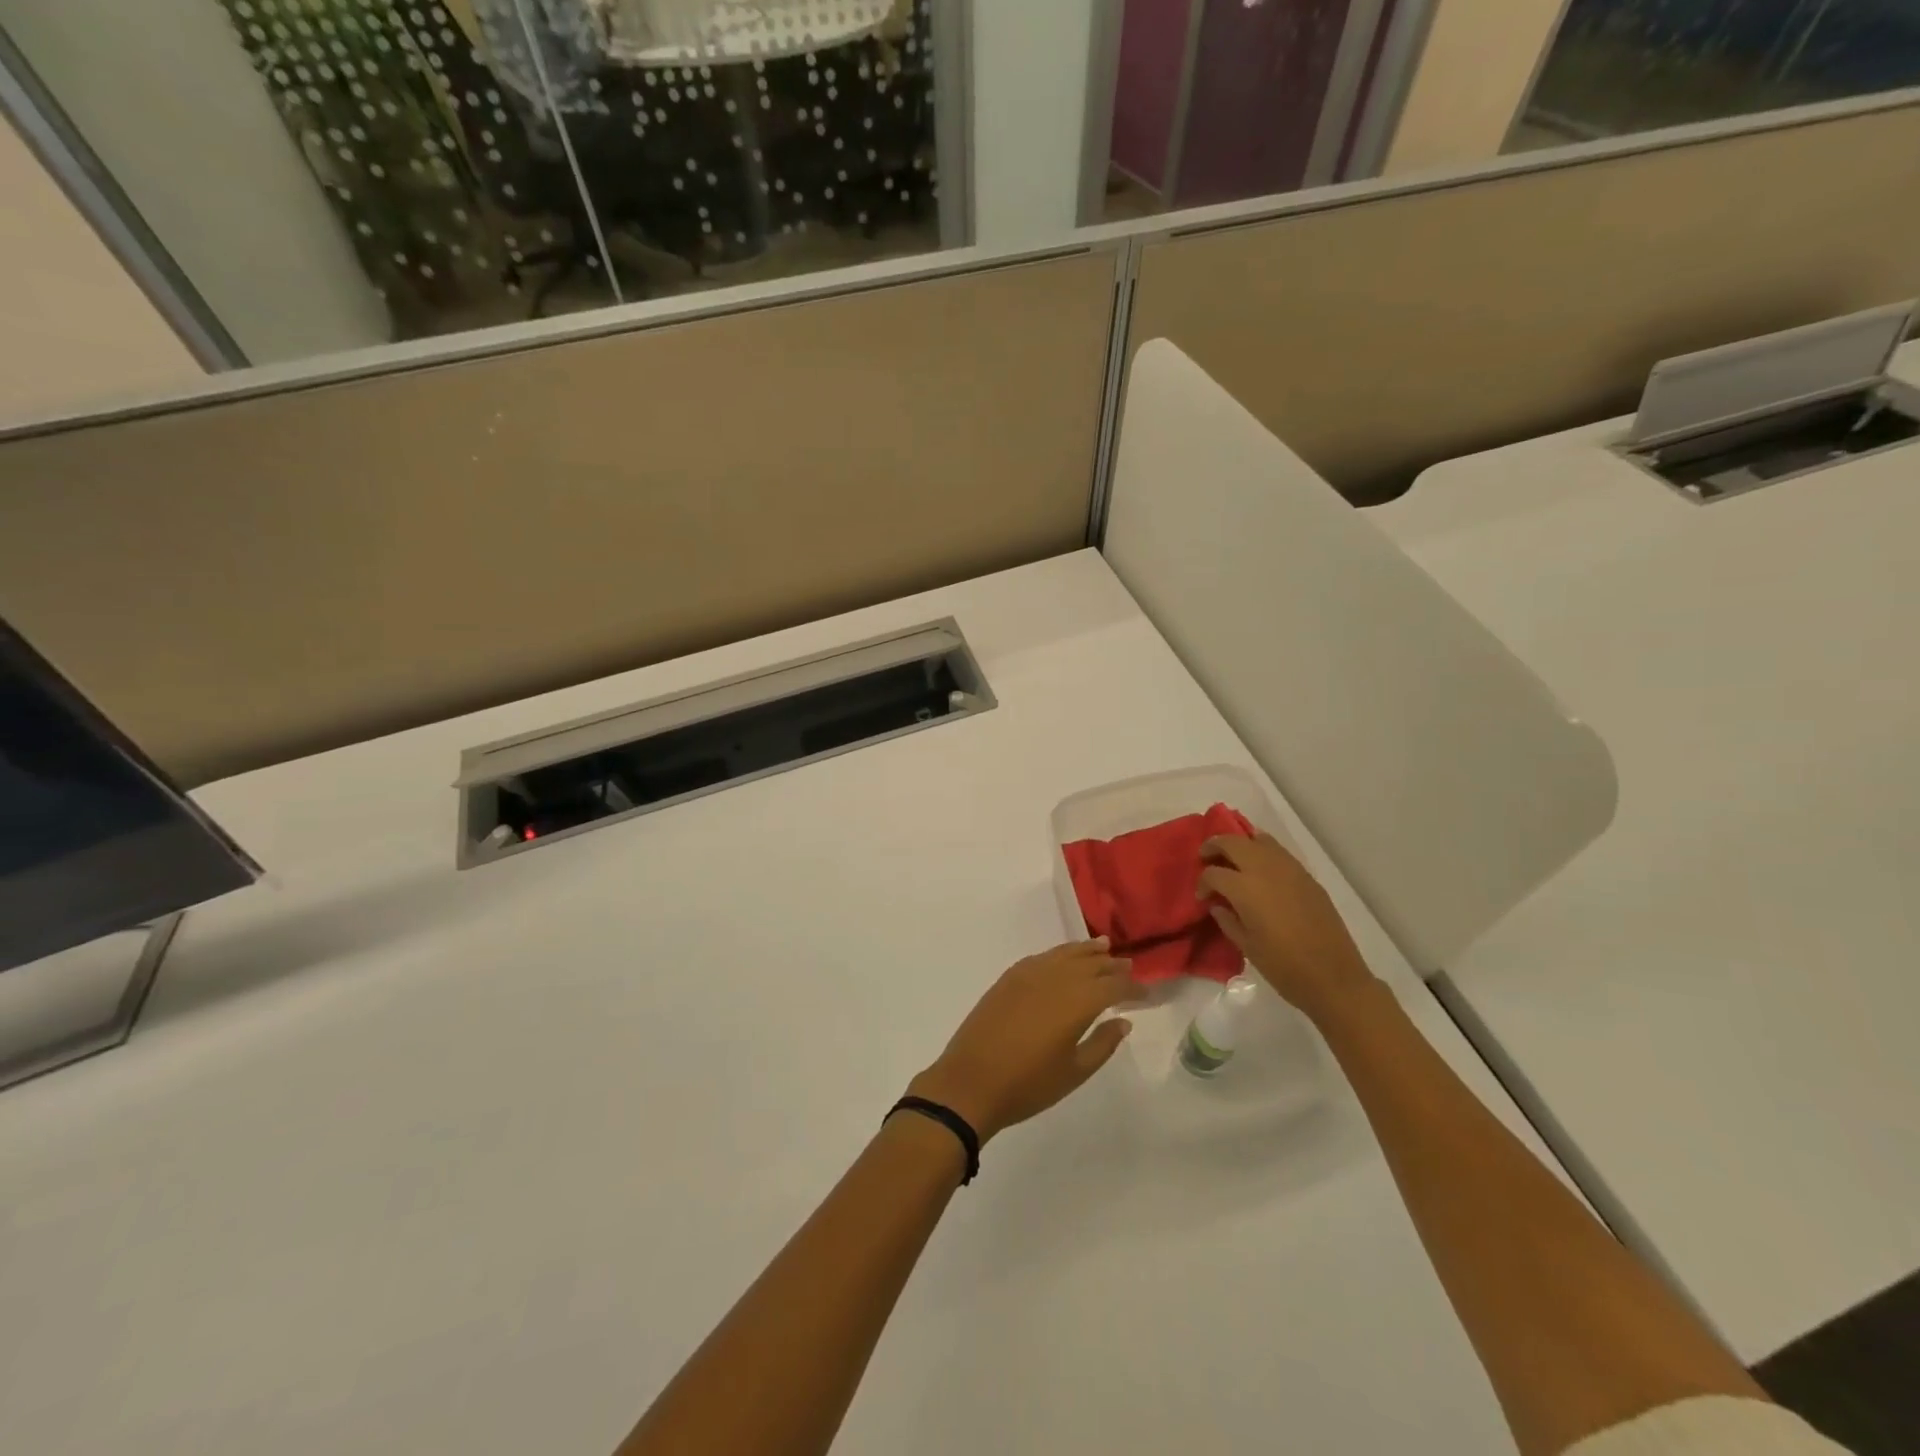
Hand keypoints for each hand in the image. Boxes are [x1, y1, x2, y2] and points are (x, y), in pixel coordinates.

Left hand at [907, 940, 1140, 1142]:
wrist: (970, 1083)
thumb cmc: (1028, 1084)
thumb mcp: (1074, 1072)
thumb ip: (1102, 1043)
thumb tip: (1123, 1021)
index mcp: (1076, 1001)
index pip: (1113, 986)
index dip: (1132, 988)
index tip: (1146, 993)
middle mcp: (1055, 978)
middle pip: (1090, 964)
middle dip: (1112, 965)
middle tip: (1129, 966)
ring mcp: (1028, 974)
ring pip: (1064, 954)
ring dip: (1086, 951)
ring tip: (1103, 946)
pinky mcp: (1008, 978)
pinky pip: (1041, 957)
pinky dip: (1058, 954)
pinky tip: (1063, 958)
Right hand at [1197, 832, 1379, 1023]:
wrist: (1334, 978)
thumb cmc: (1283, 967)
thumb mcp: (1246, 946)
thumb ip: (1227, 919)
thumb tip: (1218, 904)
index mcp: (1245, 889)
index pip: (1213, 873)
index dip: (1202, 883)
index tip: (1203, 897)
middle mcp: (1265, 870)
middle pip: (1233, 843)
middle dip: (1215, 847)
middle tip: (1206, 858)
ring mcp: (1290, 870)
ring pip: (1259, 839)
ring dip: (1241, 845)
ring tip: (1234, 860)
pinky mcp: (1308, 877)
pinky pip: (1279, 853)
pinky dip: (1264, 853)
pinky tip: (1261, 872)